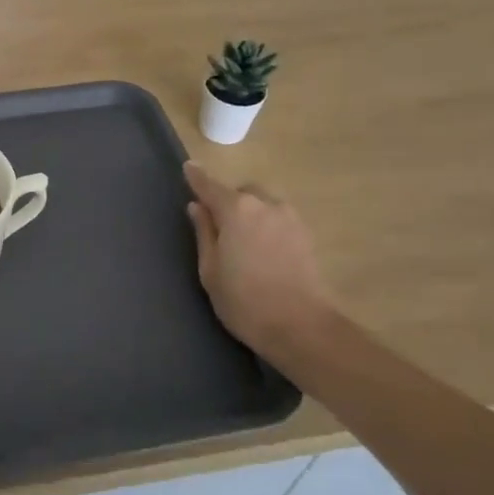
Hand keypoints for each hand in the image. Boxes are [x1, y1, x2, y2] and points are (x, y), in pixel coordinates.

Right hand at [184, 162, 332, 355]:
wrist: (301, 326)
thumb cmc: (244, 300)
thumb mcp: (210, 269)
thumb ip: (204, 233)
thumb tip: (197, 207)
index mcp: (236, 210)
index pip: (209, 186)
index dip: (196, 178)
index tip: (188, 168)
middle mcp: (265, 205)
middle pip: (241, 193)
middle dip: (228, 202)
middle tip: (217, 228)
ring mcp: (289, 218)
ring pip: (263, 204)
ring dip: (249, 214)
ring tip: (241, 242)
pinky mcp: (306, 235)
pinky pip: (278, 219)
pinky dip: (266, 226)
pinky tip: (261, 250)